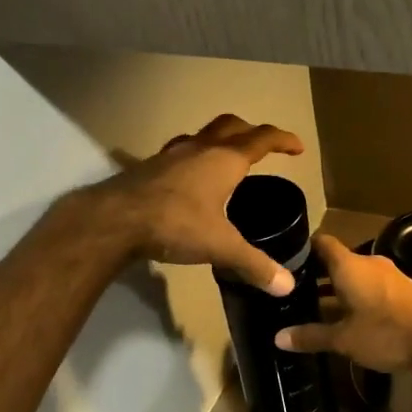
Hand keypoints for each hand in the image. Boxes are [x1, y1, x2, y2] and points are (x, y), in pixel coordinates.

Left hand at [87, 114, 305, 293]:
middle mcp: (199, 149)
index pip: (261, 139)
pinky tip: (186, 177)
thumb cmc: (175, 224)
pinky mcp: (148, 167)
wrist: (114, 221)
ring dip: (219, 140)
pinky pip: (177, 152)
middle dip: (251, 131)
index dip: (283, 140)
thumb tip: (286, 285)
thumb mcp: (221, 246)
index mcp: (224, 160)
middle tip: (263, 146)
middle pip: (231, 126)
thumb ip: (255, 264)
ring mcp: (170, 155)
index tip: (298, 148)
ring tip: (226, 159)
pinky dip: (191, 157)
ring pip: (201, 135)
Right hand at [273, 235, 411, 372]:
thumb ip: (311, 336)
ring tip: (315, 306)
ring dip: (337, 288)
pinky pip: (371, 285)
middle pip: (337, 260)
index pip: (321, 242)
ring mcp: (388, 275)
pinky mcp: (402, 289)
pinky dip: (356, 295)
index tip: (285, 261)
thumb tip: (278, 338)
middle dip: (316, 274)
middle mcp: (368, 263)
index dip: (302, 249)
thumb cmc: (386, 333)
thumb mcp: (344, 340)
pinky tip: (347, 315)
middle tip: (294, 290)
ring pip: (354, 275)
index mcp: (349, 266)